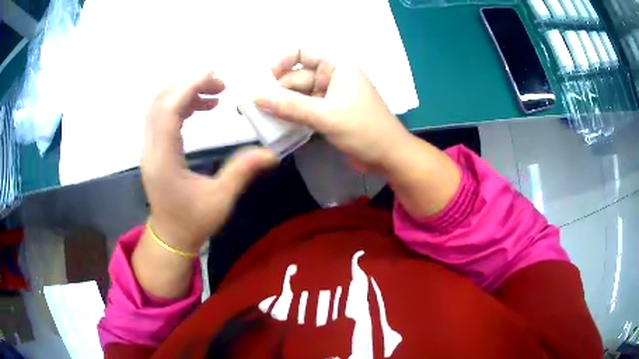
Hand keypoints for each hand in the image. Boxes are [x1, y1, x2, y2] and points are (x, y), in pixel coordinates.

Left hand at [142, 73, 277, 253]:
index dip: (190, 86)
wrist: (170, 236)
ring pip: (159, 104)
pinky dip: (181, 103)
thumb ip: (242, 172)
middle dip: (189, 84)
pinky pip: (162, 114)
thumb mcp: (221, 200)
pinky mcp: (154, 147)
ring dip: (185, 92)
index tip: (216, 76)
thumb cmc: (193, 222)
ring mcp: (149, 146)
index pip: (169, 109)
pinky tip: (200, 108)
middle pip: (160, 99)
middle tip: (220, 85)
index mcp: (164, 159)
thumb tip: (271, 154)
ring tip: (214, 95)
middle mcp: (151, 147)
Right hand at [253, 50, 411, 169]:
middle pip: (295, 76)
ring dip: (282, 105)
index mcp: (336, 64)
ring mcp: (330, 94)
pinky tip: (276, 124)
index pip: (301, 51)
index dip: (280, 62)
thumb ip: (289, 106)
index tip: (263, 81)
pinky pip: (304, 108)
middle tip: (252, 107)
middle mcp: (331, 74)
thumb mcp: (325, 115)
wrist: (389, 156)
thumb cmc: (364, 129)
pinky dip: (292, 115)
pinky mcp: (329, 112)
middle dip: (276, 90)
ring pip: (298, 94)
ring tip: (259, 117)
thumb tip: (255, 97)